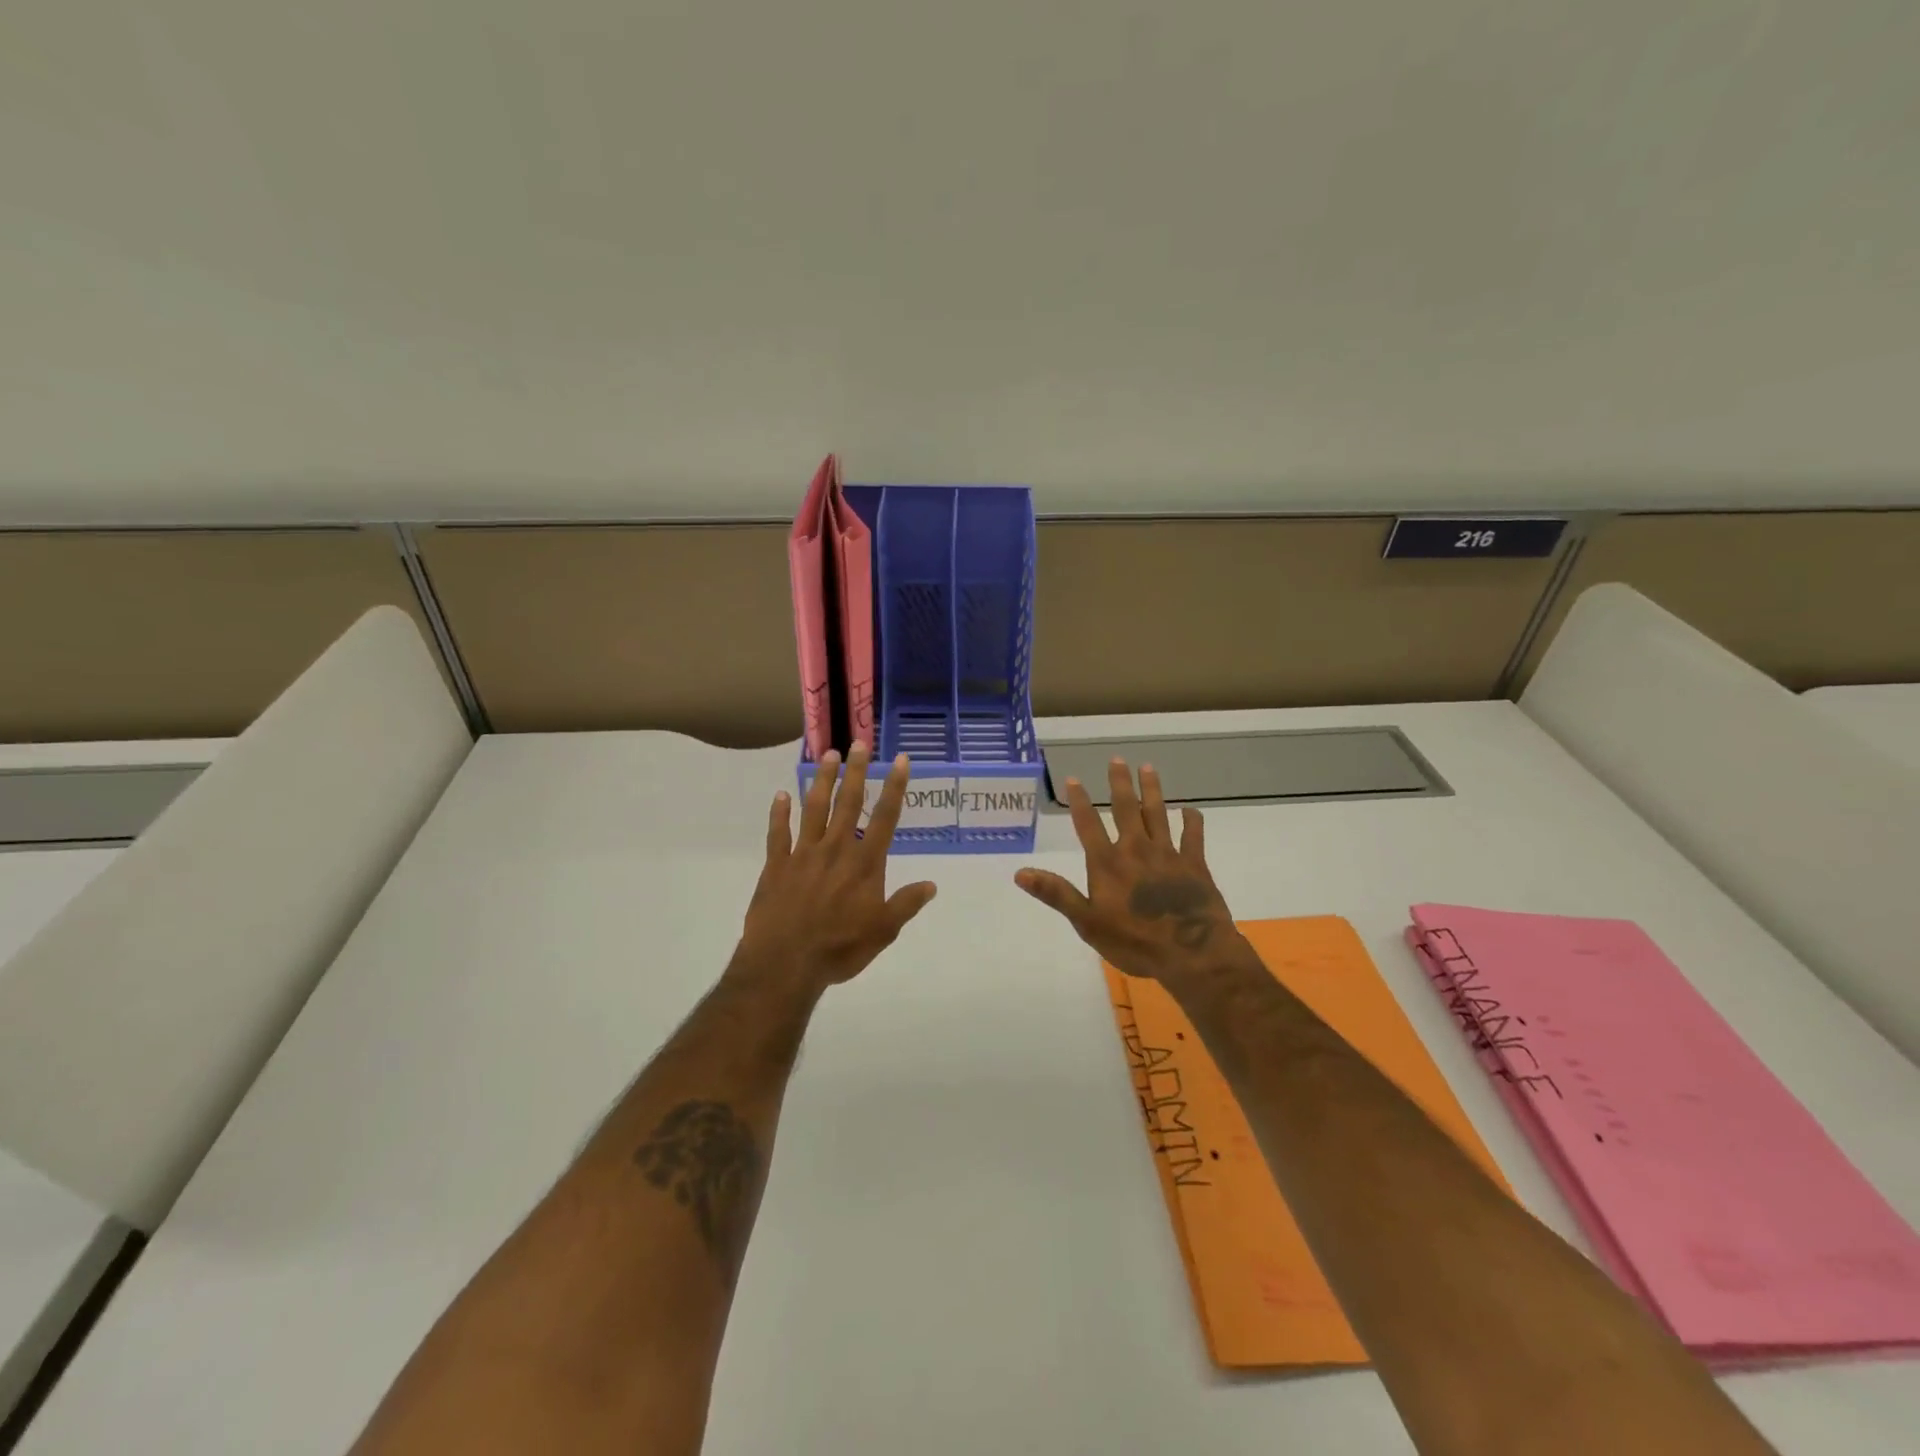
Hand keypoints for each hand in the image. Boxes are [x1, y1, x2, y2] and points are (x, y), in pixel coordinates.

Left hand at [734, 743, 937, 993]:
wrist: (785, 963)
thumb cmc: (840, 948)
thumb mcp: (883, 931)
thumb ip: (906, 904)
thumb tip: (932, 884)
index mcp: (864, 863)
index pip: (885, 817)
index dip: (894, 787)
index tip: (900, 759)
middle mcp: (836, 849)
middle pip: (848, 803)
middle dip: (856, 771)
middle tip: (858, 743)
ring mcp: (803, 854)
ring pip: (814, 808)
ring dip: (822, 780)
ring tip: (828, 755)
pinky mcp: (777, 865)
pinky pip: (778, 833)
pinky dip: (779, 813)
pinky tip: (781, 795)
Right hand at [1016, 758, 1243, 985]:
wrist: (1191, 953)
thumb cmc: (1134, 942)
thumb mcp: (1087, 923)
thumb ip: (1056, 894)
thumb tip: (1020, 873)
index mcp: (1108, 863)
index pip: (1088, 825)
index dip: (1079, 801)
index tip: (1073, 778)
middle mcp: (1136, 850)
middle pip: (1126, 809)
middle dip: (1120, 784)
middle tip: (1117, 760)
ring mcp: (1167, 854)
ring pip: (1158, 814)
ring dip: (1152, 791)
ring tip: (1148, 768)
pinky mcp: (1194, 864)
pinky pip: (1193, 836)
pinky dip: (1192, 821)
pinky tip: (1190, 810)